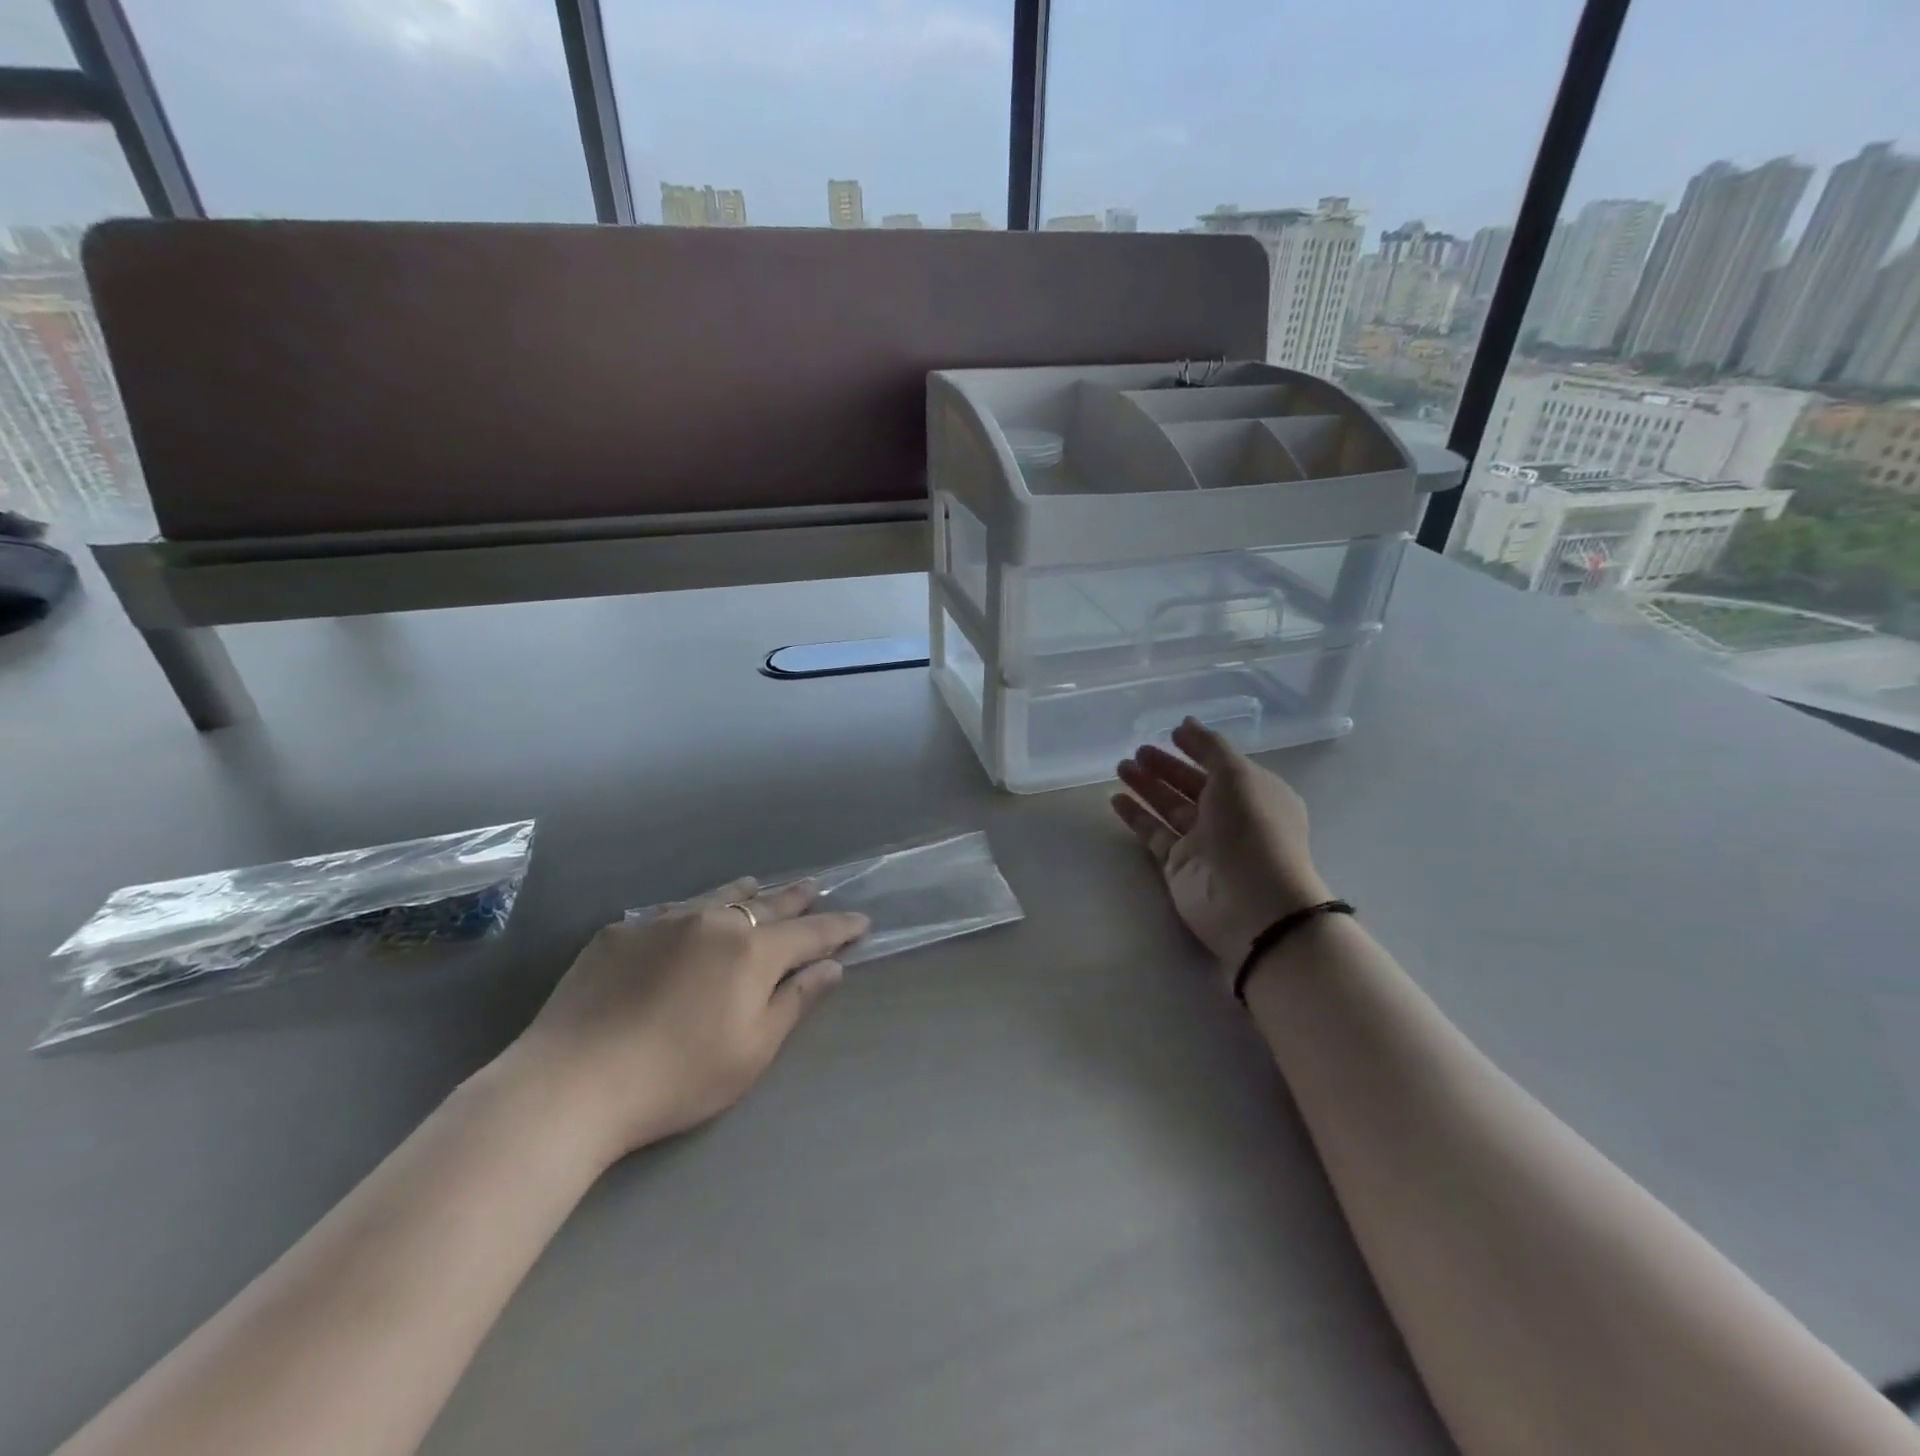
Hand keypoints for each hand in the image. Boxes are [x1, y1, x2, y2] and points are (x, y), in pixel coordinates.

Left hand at [496, 878, 868, 1167]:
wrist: (572, 1082)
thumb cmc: (677, 1077)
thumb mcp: (752, 1050)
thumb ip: (795, 1002)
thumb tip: (831, 967)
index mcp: (751, 951)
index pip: (809, 932)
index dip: (838, 928)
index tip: (861, 921)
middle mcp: (713, 921)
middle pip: (767, 904)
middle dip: (797, 898)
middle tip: (816, 888)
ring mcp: (663, 921)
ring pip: (718, 897)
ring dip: (746, 894)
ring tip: (759, 887)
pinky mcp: (621, 932)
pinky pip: (672, 911)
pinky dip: (696, 910)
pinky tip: (690, 918)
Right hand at [1112, 719, 1329, 978]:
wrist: (1251, 901)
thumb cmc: (1252, 828)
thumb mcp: (1237, 775)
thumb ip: (1209, 747)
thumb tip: (1186, 723)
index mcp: (1256, 793)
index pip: (1221, 765)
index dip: (1197, 749)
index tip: (1170, 733)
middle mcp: (1232, 817)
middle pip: (1192, 785)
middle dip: (1165, 767)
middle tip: (1137, 751)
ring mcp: (1204, 843)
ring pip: (1170, 808)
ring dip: (1147, 786)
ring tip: (1121, 767)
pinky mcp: (1179, 865)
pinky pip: (1154, 834)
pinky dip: (1137, 816)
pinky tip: (1116, 798)